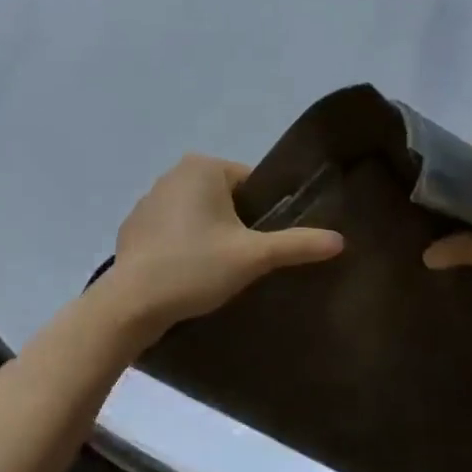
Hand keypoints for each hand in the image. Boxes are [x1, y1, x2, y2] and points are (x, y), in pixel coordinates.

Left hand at [101, 154, 344, 339]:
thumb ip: (297, 244)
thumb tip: (341, 240)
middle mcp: (173, 173)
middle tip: (243, 262)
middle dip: (237, 226)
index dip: (264, 215)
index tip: (262, 246)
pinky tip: (187, 273)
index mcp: (202, 167)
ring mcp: (149, 199)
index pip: (251, 184)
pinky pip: (172, 229)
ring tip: (215, 272)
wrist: (131, 304)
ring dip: (209, 236)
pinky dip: (183, 245)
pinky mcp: (134, 226)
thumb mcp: (253, 257)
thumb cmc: (194, 268)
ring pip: (198, 214)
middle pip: (225, 198)